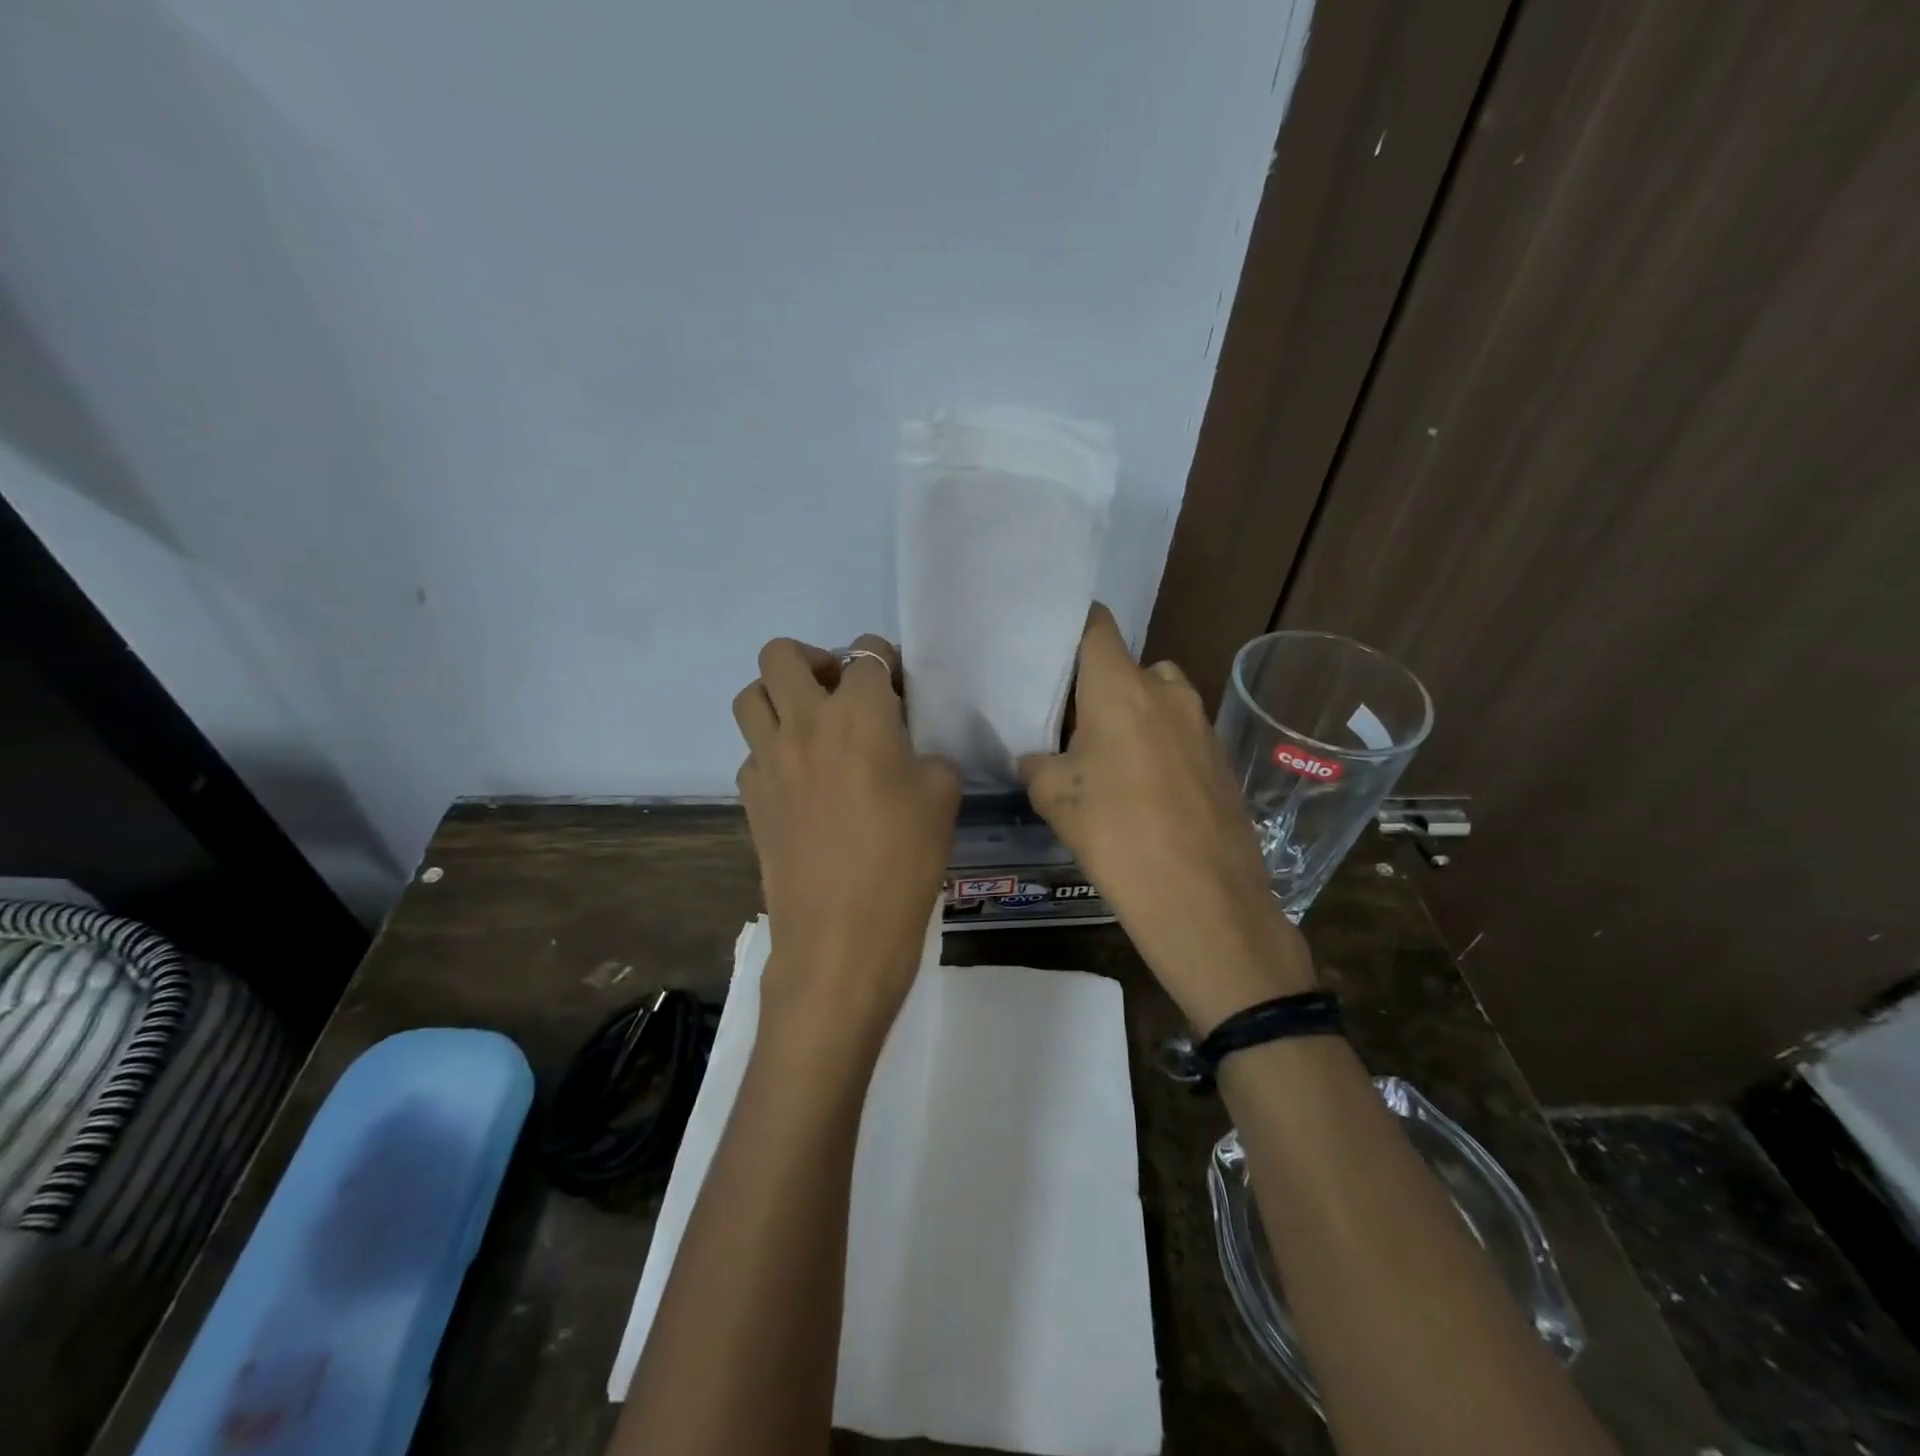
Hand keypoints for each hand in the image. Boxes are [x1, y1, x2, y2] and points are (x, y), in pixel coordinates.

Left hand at [734, 634, 961, 1054]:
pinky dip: (773, 751)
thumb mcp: (943, 796)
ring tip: (811, 726)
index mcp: (859, 713)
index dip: (886, 662)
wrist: (841, 935)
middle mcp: (804, 722)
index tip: (897, 687)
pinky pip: (752, 751)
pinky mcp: (749, 796)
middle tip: (841, 692)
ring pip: (750, 695)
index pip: (867, 654)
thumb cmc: (904, 860)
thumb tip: (907, 754)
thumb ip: (927, 756)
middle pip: (783, 654)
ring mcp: (768, 759)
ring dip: (779, 697)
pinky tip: (801, 781)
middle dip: (814, 659)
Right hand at [1018, 605, 1313, 1031]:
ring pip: (1157, 702)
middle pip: (1127, 667)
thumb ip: (1037, 763)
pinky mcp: (1221, 759)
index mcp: (1121, 687)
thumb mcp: (1055, 799)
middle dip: (1100, 689)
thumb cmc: (1118, 837)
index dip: (1072, 628)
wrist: (1204, 902)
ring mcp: (1202, 725)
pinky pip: (1180, 735)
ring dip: (1133, 719)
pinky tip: (1144, 794)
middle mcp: (1167, 691)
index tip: (1048, 647)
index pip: (1096, 626)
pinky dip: (1159, 748)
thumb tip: (1037, 757)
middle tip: (1071, 726)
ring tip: (1107, 764)